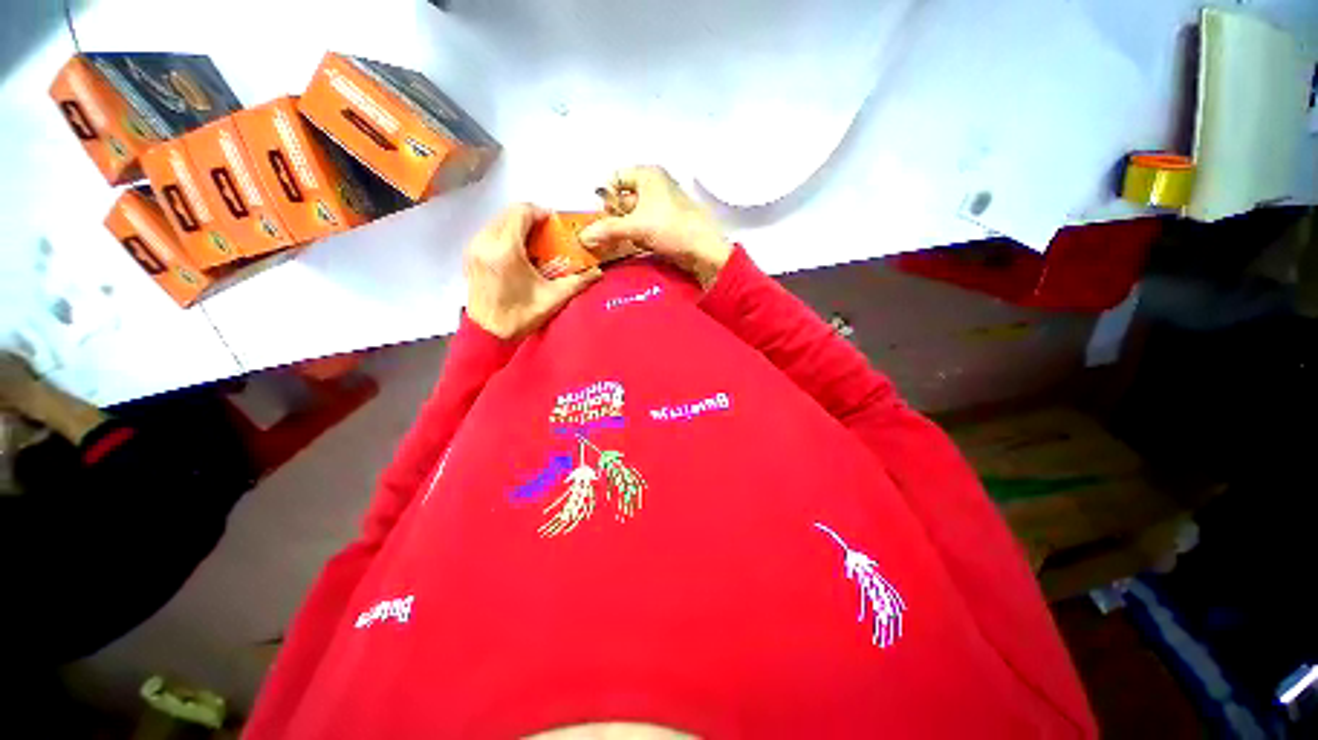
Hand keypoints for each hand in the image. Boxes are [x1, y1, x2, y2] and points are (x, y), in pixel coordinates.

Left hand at [464, 204, 601, 338]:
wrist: (488, 335)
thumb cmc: (519, 317)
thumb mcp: (553, 299)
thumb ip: (577, 282)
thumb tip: (597, 273)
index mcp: (506, 250)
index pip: (521, 212)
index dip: (540, 213)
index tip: (554, 224)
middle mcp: (486, 242)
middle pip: (509, 213)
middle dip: (530, 218)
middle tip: (548, 234)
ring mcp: (475, 248)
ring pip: (498, 221)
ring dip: (517, 226)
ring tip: (535, 243)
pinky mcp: (471, 256)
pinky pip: (489, 233)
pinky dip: (505, 235)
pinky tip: (519, 253)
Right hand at [580, 166, 731, 289]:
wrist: (704, 250)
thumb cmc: (671, 228)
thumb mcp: (636, 227)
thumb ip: (608, 230)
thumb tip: (583, 237)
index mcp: (648, 175)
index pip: (615, 178)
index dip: (607, 197)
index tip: (604, 217)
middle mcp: (655, 186)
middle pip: (623, 199)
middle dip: (615, 218)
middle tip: (608, 236)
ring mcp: (662, 205)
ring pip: (634, 216)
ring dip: (626, 230)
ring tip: (624, 243)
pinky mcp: (667, 224)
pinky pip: (645, 227)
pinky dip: (638, 237)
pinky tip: (639, 246)